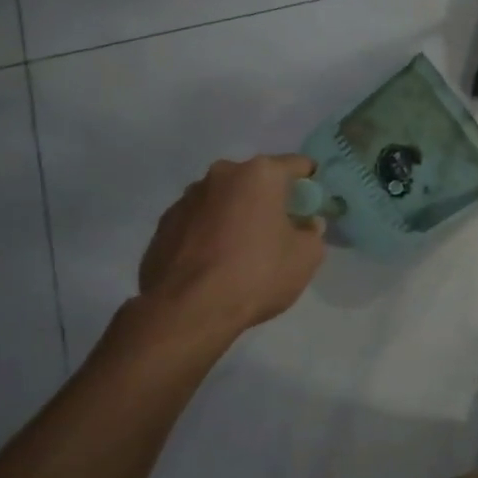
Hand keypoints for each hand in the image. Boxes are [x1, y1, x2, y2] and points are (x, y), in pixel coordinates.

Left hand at [134, 154, 324, 345]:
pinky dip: (210, 234)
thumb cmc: (257, 274)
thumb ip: (312, 232)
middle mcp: (221, 175)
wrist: (187, 311)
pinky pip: (199, 222)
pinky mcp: (163, 225)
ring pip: (225, 200)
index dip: (311, 185)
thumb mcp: (307, 257)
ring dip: (237, 216)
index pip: (298, 165)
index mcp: (260, 174)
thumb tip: (305, 225)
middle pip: (257, 181)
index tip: (313, 209)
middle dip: (270, 200)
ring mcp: (187, 198)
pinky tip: (214, 264)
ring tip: (242, 253)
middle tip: (279, 233)